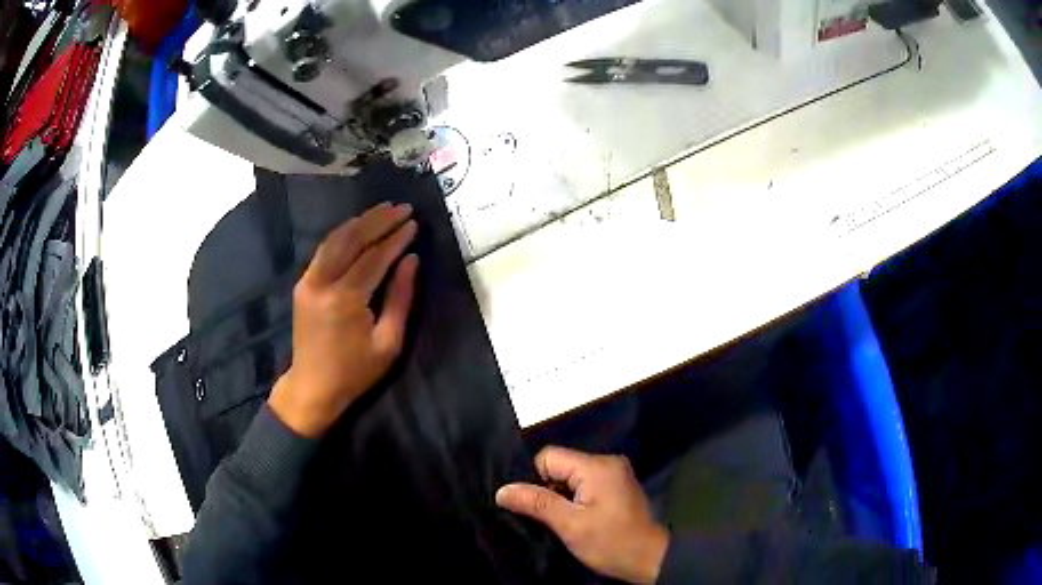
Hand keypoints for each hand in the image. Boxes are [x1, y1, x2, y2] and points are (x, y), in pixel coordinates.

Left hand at [269, 202, 418, 437]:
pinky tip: (359, 226)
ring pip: (335, 239)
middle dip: (378, 220)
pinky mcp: (303, 283)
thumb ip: (400, 298)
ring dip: (360, 221)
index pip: (374, 257)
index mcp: (345, 300)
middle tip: (402, 207)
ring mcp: (308, 280)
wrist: (312, 386)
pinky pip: (325, 249)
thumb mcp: (388, 342)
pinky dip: (344, 234)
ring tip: (384, 209)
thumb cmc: (355, 371)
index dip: (395, 238)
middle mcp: (322, 282)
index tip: (414, 223)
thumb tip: (411, 260)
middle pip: (352, 239)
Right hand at [496, 447, 668, 583]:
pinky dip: (576, 499)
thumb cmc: (610, 542)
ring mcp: (614, 473)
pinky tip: (580, 518)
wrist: (649, 558)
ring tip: (567, 521)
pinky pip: (584, 483)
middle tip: (554, 518)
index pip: (549, 457)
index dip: (537, 480)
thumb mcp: (570, 525)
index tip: (542, 507)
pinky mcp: (617, 485)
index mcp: (597, 466)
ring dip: (563, 497)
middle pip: (560, 465)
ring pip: (570, 476)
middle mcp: (607, 462)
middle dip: (550, 490)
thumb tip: (502, 490)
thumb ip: (536, 503)